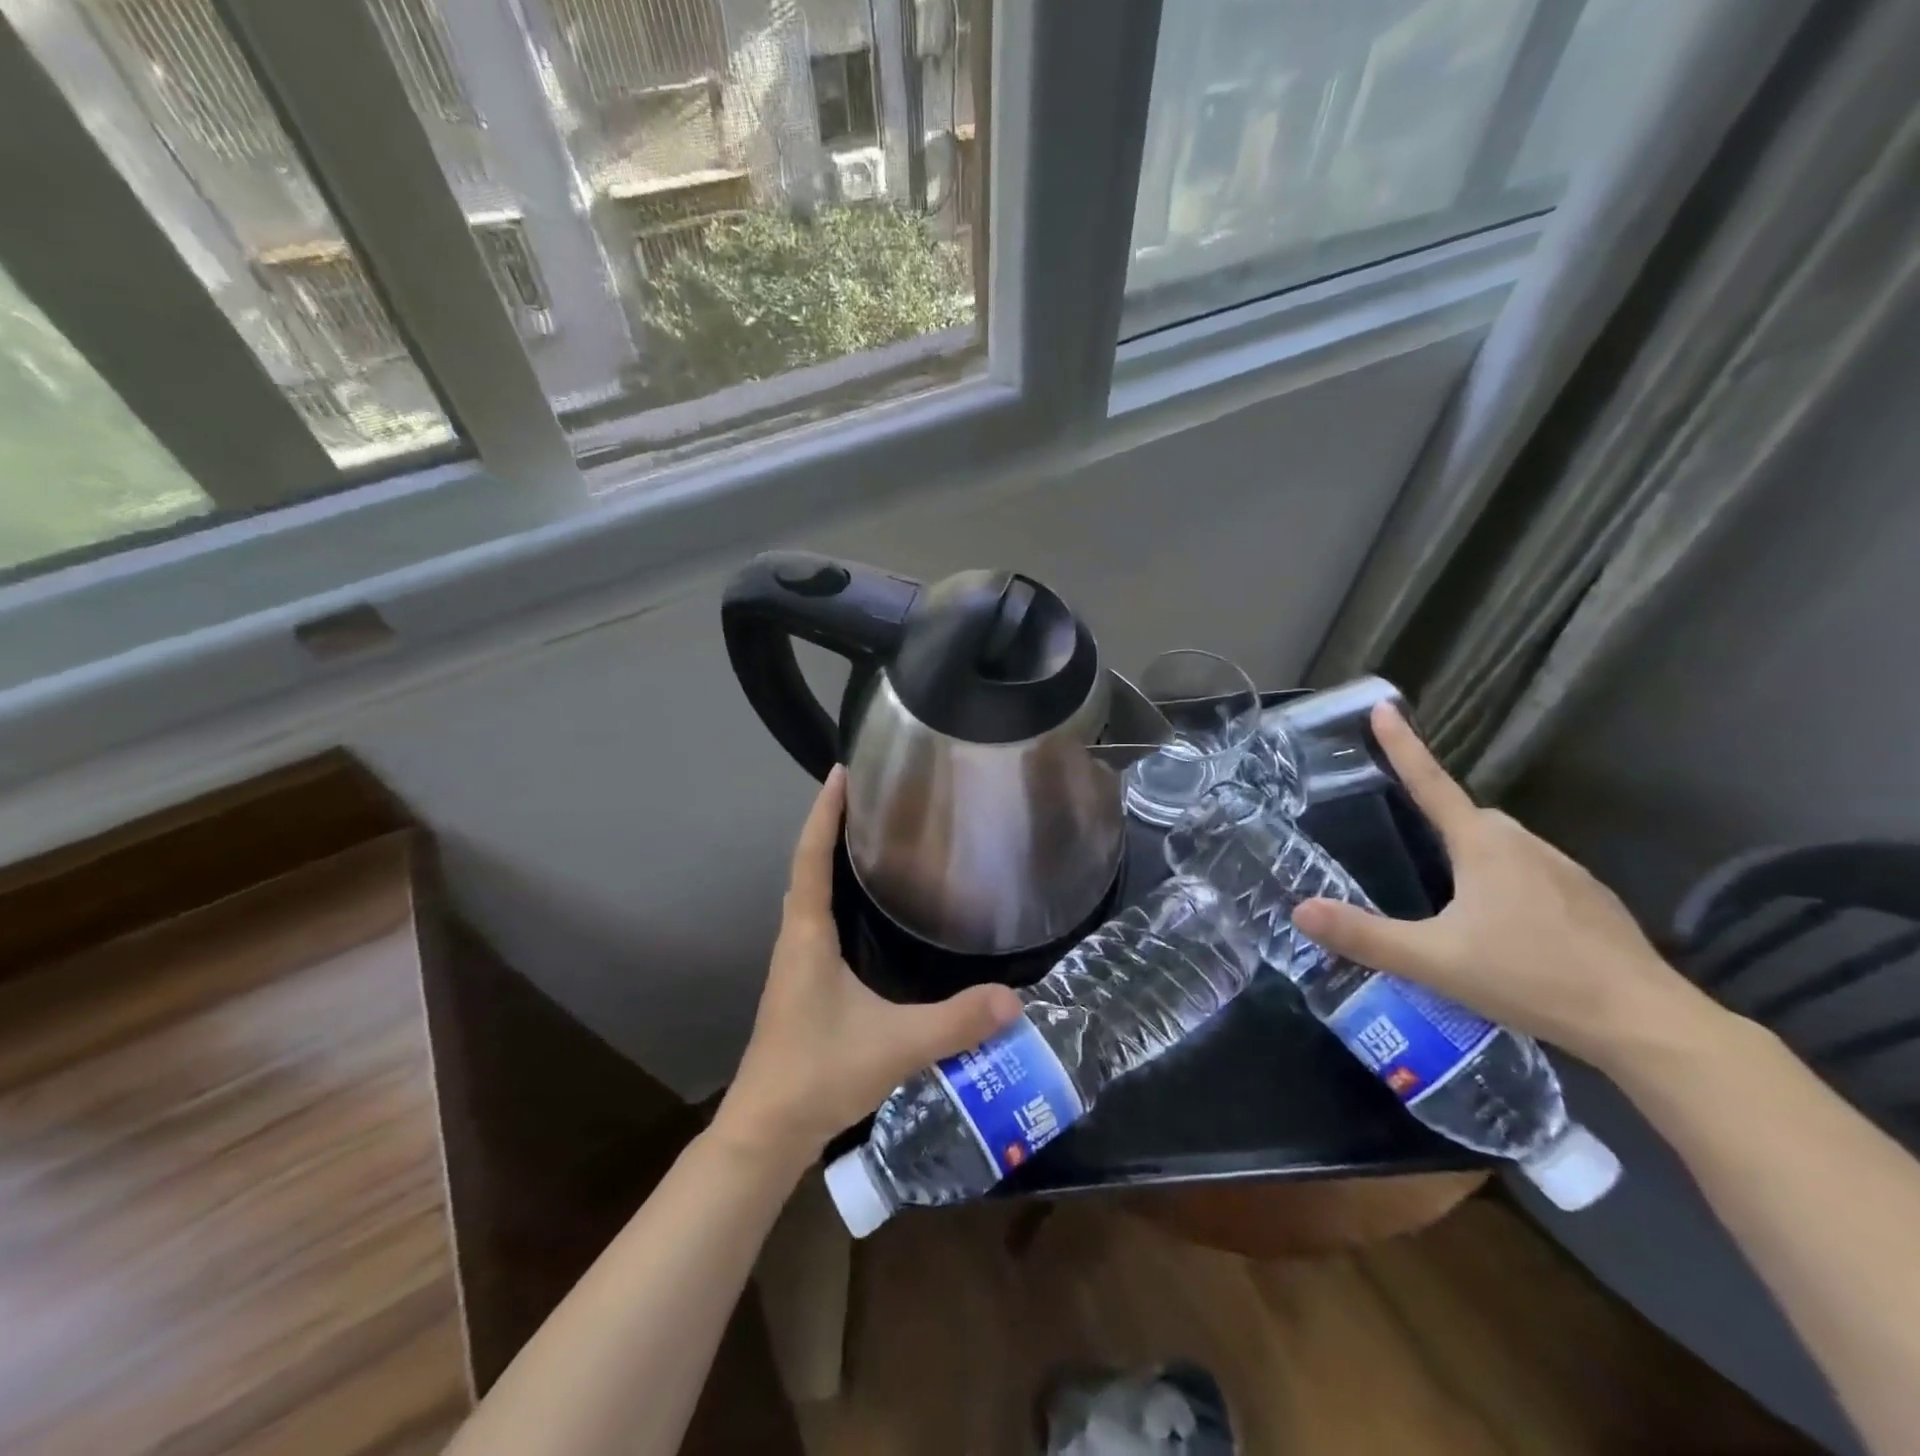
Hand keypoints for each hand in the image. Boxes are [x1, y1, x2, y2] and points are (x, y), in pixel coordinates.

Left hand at [713, 767, 1022, 1171]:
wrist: (766, 1133)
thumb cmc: (819, 1075)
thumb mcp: (895, 1046)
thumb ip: (956, 1022)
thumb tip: (1016, 999)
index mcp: (808, 936)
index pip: (811, 857)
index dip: (825, 812)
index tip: (841, 772)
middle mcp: (796, 939)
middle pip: (808, 866)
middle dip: (832, 826)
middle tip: (871, 796)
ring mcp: (796, 963)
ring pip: (811, 894)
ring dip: (832, 859)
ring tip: (872, 838)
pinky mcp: (803, 985)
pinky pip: (818, 921)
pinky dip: (837, 895)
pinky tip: (867, 909)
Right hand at [1291, 704, 1715, 1069]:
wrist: (1645, 1023)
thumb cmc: (1531, 978)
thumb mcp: (1433, 960)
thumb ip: (1364, 936)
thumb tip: (1299, 909)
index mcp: (1483, 846)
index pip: (1431, 783)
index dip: (1403, 746)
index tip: (1383, 707)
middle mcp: (1525, 844)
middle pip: (1468, 818)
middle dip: (1438, 823)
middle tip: (1409, 853)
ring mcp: (1565, 871)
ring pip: (1503, 848)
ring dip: (1473, 860)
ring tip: (1453, 908)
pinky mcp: (1591, 901)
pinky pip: (1533, 875)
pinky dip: (1509, 887)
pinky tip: (1506, 931)